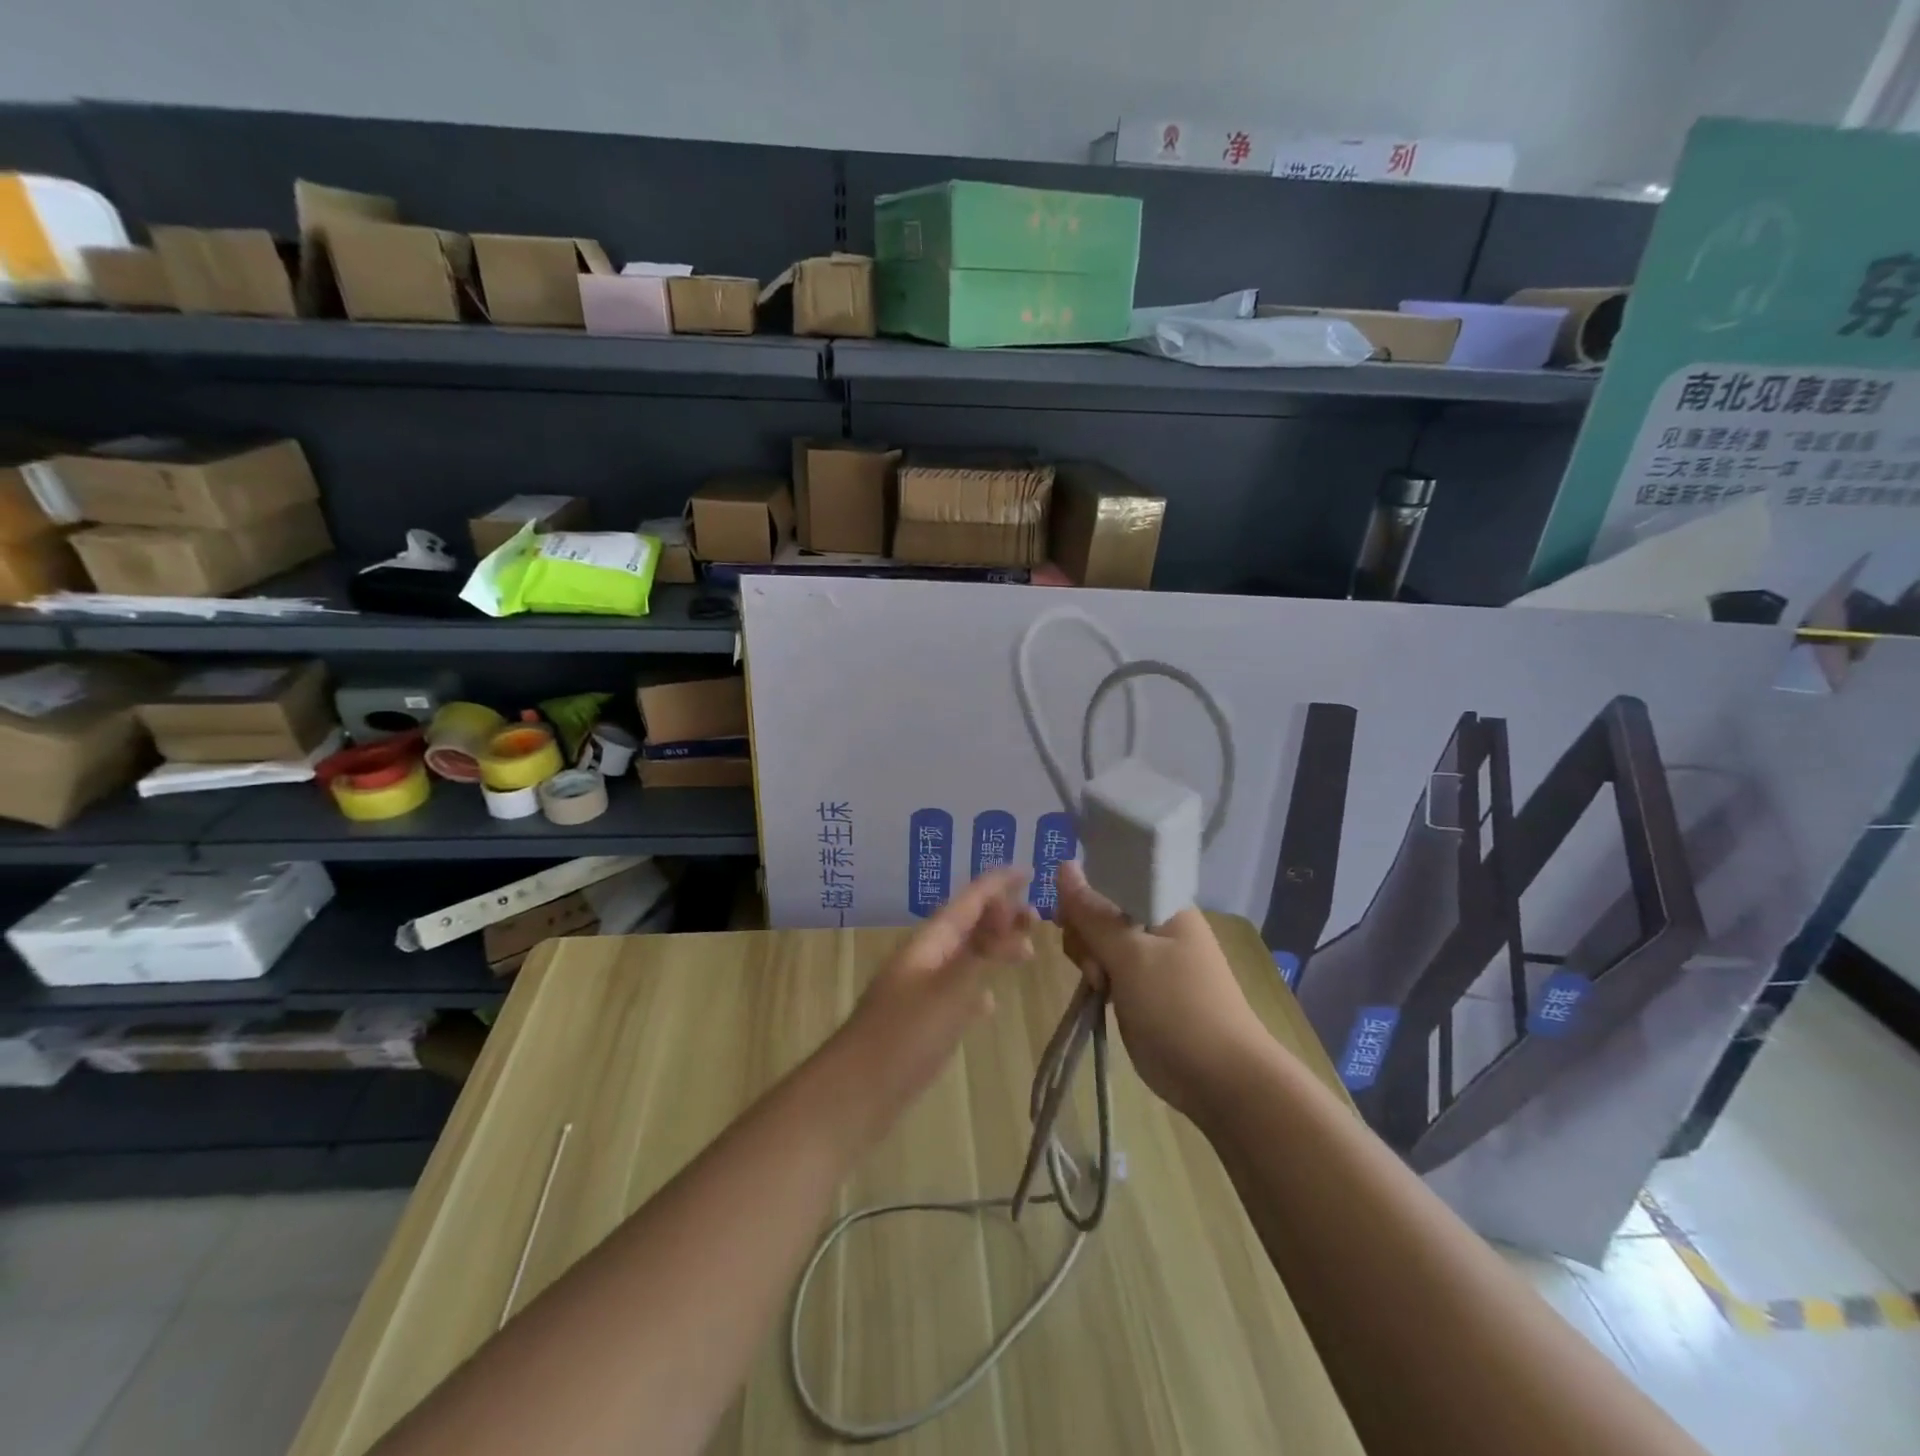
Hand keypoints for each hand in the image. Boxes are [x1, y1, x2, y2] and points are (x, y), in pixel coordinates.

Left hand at [833, 868, 1035, 1138]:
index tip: (1027, 869)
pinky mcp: (922, 1024)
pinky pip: (956, 993)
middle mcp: (924, 960)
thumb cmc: (904, 1036)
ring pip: (964, 959)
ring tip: (1026, 952)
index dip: (996, 883)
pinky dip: (977, 989)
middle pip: (967, 926)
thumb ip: (982, 953)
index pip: (968, 901)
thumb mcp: (950, 989)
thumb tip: (1012, 917)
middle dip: (1000, 915)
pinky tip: (990, 1004)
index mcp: (928, 943)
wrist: (856, 1093)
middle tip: (1037, 915)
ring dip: (993, 949)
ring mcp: (920, 992)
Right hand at [1055, 861, 1268, 1120]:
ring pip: (1099, 941)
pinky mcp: (1140, 989)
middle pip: (1101, 910)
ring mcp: (1150, 959)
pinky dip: (1096, 978)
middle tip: (1094, 964)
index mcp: (1164, 905)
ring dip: (1089, 959)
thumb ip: (1093, 913)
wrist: (1220, 1079)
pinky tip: (1096, 994)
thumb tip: (1063, 866)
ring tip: (1098, 985)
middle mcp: (1157, 925)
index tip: (1069, 920)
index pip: (1112, 877)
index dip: (1085, 893)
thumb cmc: (1178, 1007)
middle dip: (1086, 934)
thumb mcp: (1130, 955)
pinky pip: (1107, 969)